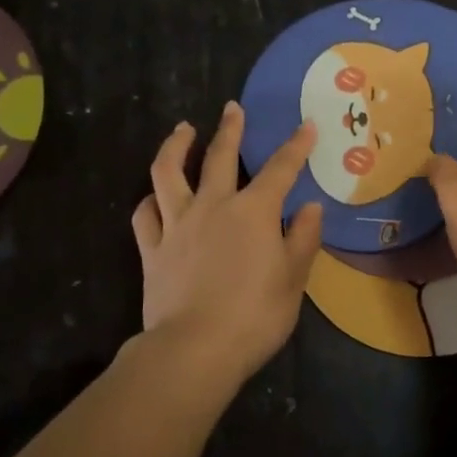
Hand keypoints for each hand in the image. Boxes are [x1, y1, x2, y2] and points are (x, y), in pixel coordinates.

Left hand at [133, 102, 323, 389]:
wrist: (195, 348)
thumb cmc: (256, 314)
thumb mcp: (293, 278)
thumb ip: (303, 238)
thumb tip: (311, 206)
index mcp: (254, 212)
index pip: (280, 169)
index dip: (296, 145)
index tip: (306, 125)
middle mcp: (214, 207)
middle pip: (219, 157)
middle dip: (230, 130)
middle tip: (231, 108)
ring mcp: (178, 226)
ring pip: (169, 174)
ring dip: (176, 147)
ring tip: (182, 130)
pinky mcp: (152, 250)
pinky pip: (145, 216)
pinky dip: (150, 200)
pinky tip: (154, 196)